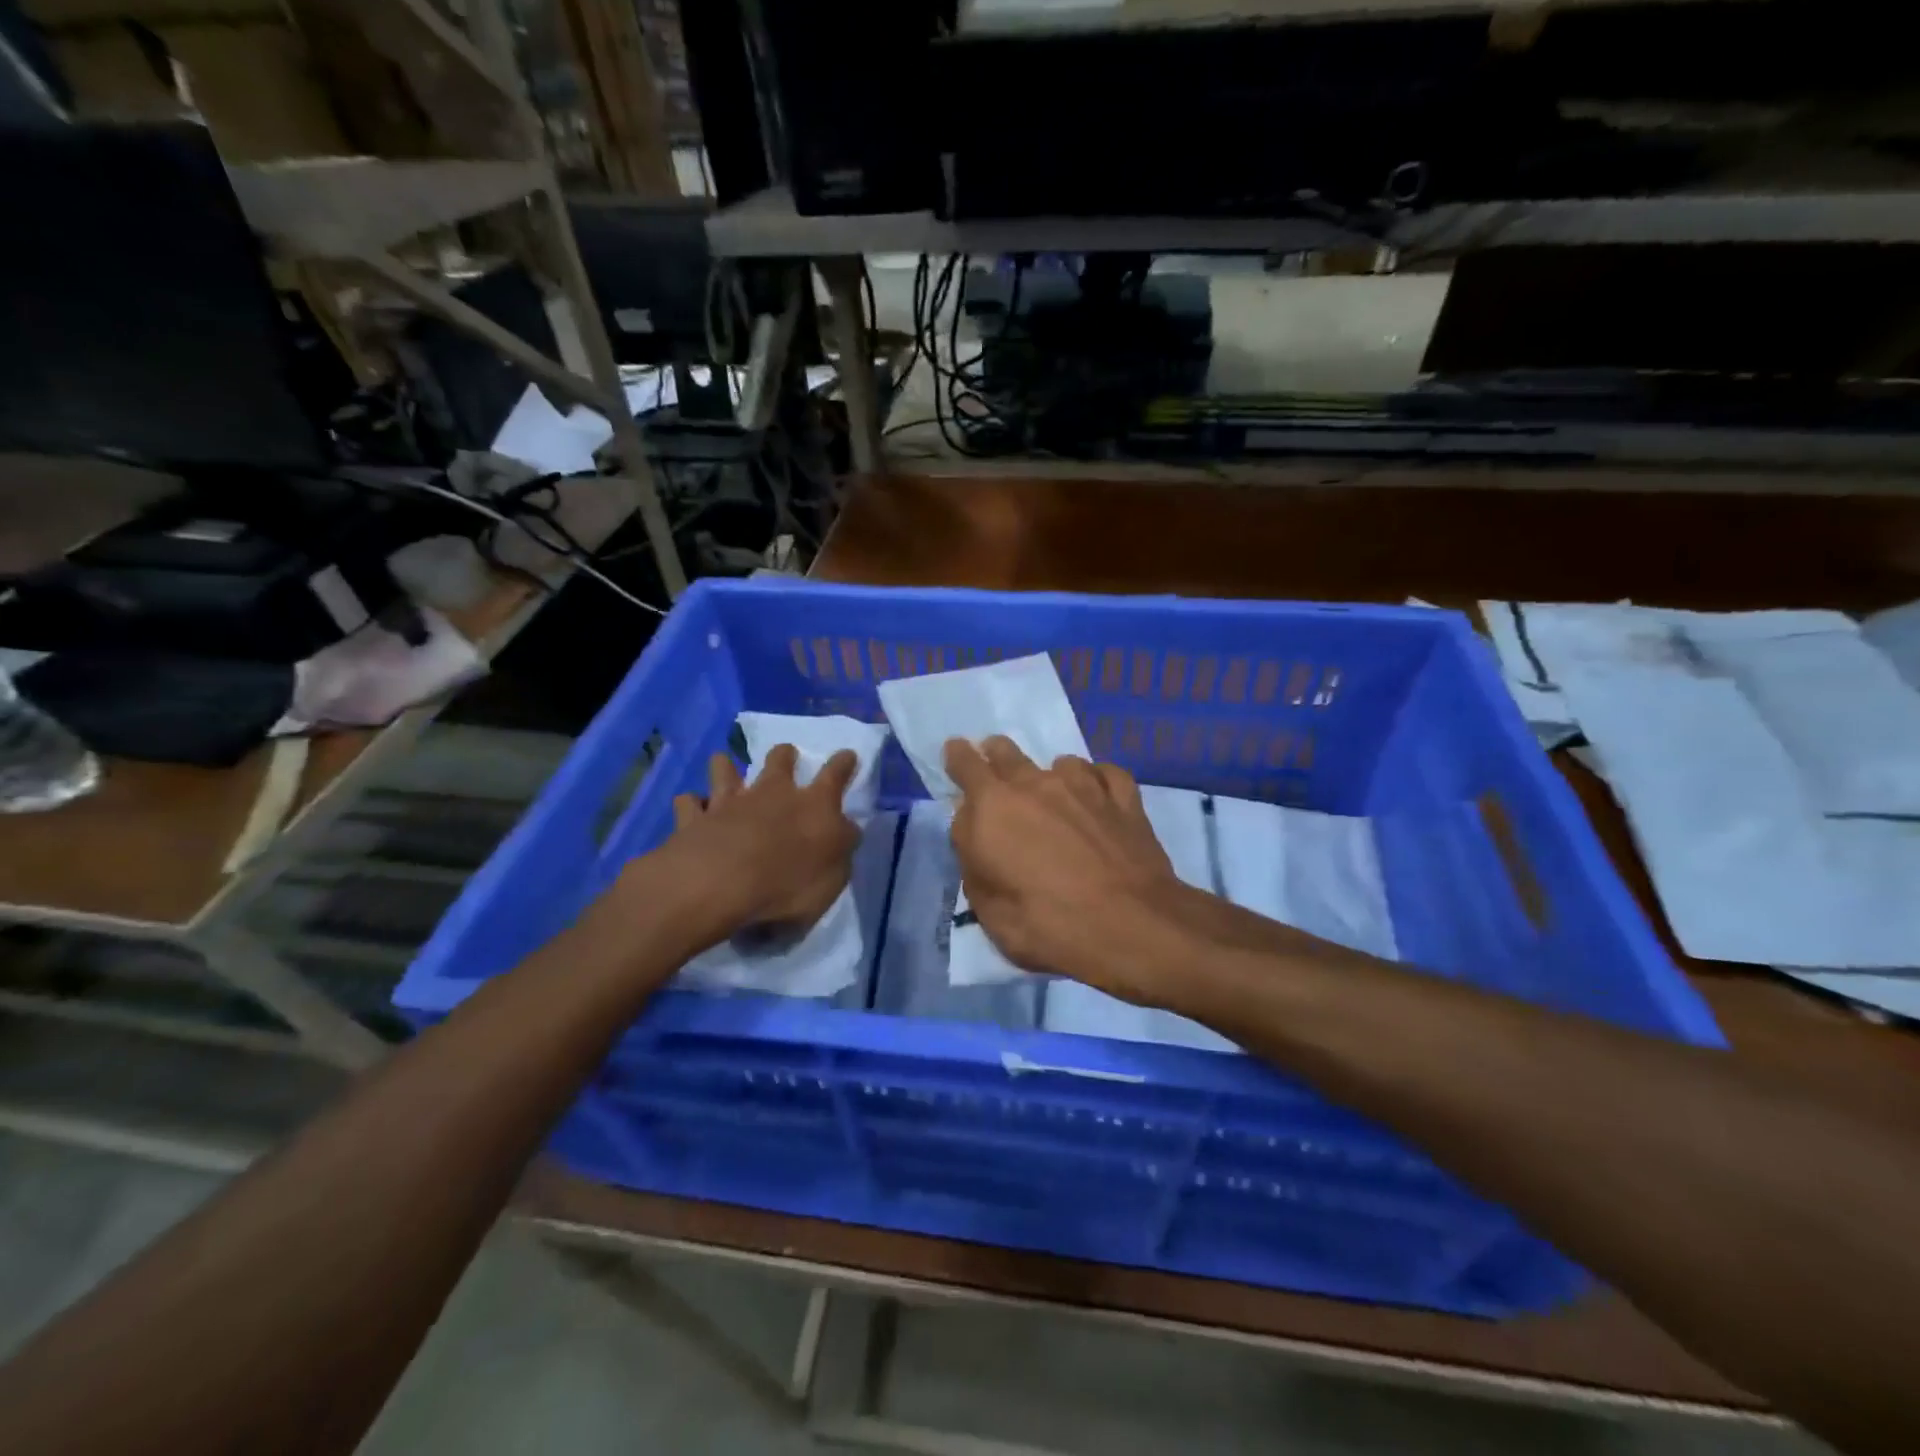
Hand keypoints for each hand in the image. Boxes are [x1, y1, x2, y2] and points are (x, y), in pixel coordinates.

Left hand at [644, 744, 861, 952]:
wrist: (720, 884)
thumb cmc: (788, 884)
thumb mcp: (834, 876)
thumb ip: (840, 849)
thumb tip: (845, 831)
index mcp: (814, 806)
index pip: (835, 776)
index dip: (843, 764)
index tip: (847, 755)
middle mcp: (772, 793)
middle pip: (779, 761)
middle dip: (784, 755)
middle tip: (786, 754)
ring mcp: (729, 802)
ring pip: (725, 770)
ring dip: (727, 766)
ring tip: (725, 765)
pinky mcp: (694, 818)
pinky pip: (689, 803)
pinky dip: (691, 803)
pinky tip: (692, 807)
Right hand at [946, 736, 1197, 1001]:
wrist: (1131, 926)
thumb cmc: (1048, 925)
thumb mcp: (987, 907)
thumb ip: (972, 858)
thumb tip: (972, 826)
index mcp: (994, 807)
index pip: (966, 765)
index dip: (958, 756)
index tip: (956, 750)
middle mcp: (1036, 783)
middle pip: (1007, 752)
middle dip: (996, 754)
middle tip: (994, 764)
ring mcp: (1085, 785)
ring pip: (1060, 763)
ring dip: (1051, 775)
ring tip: (1056, 793)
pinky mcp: (1125, 798)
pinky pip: (1106, 774)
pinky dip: (1097, 782)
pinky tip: (1099, 796)